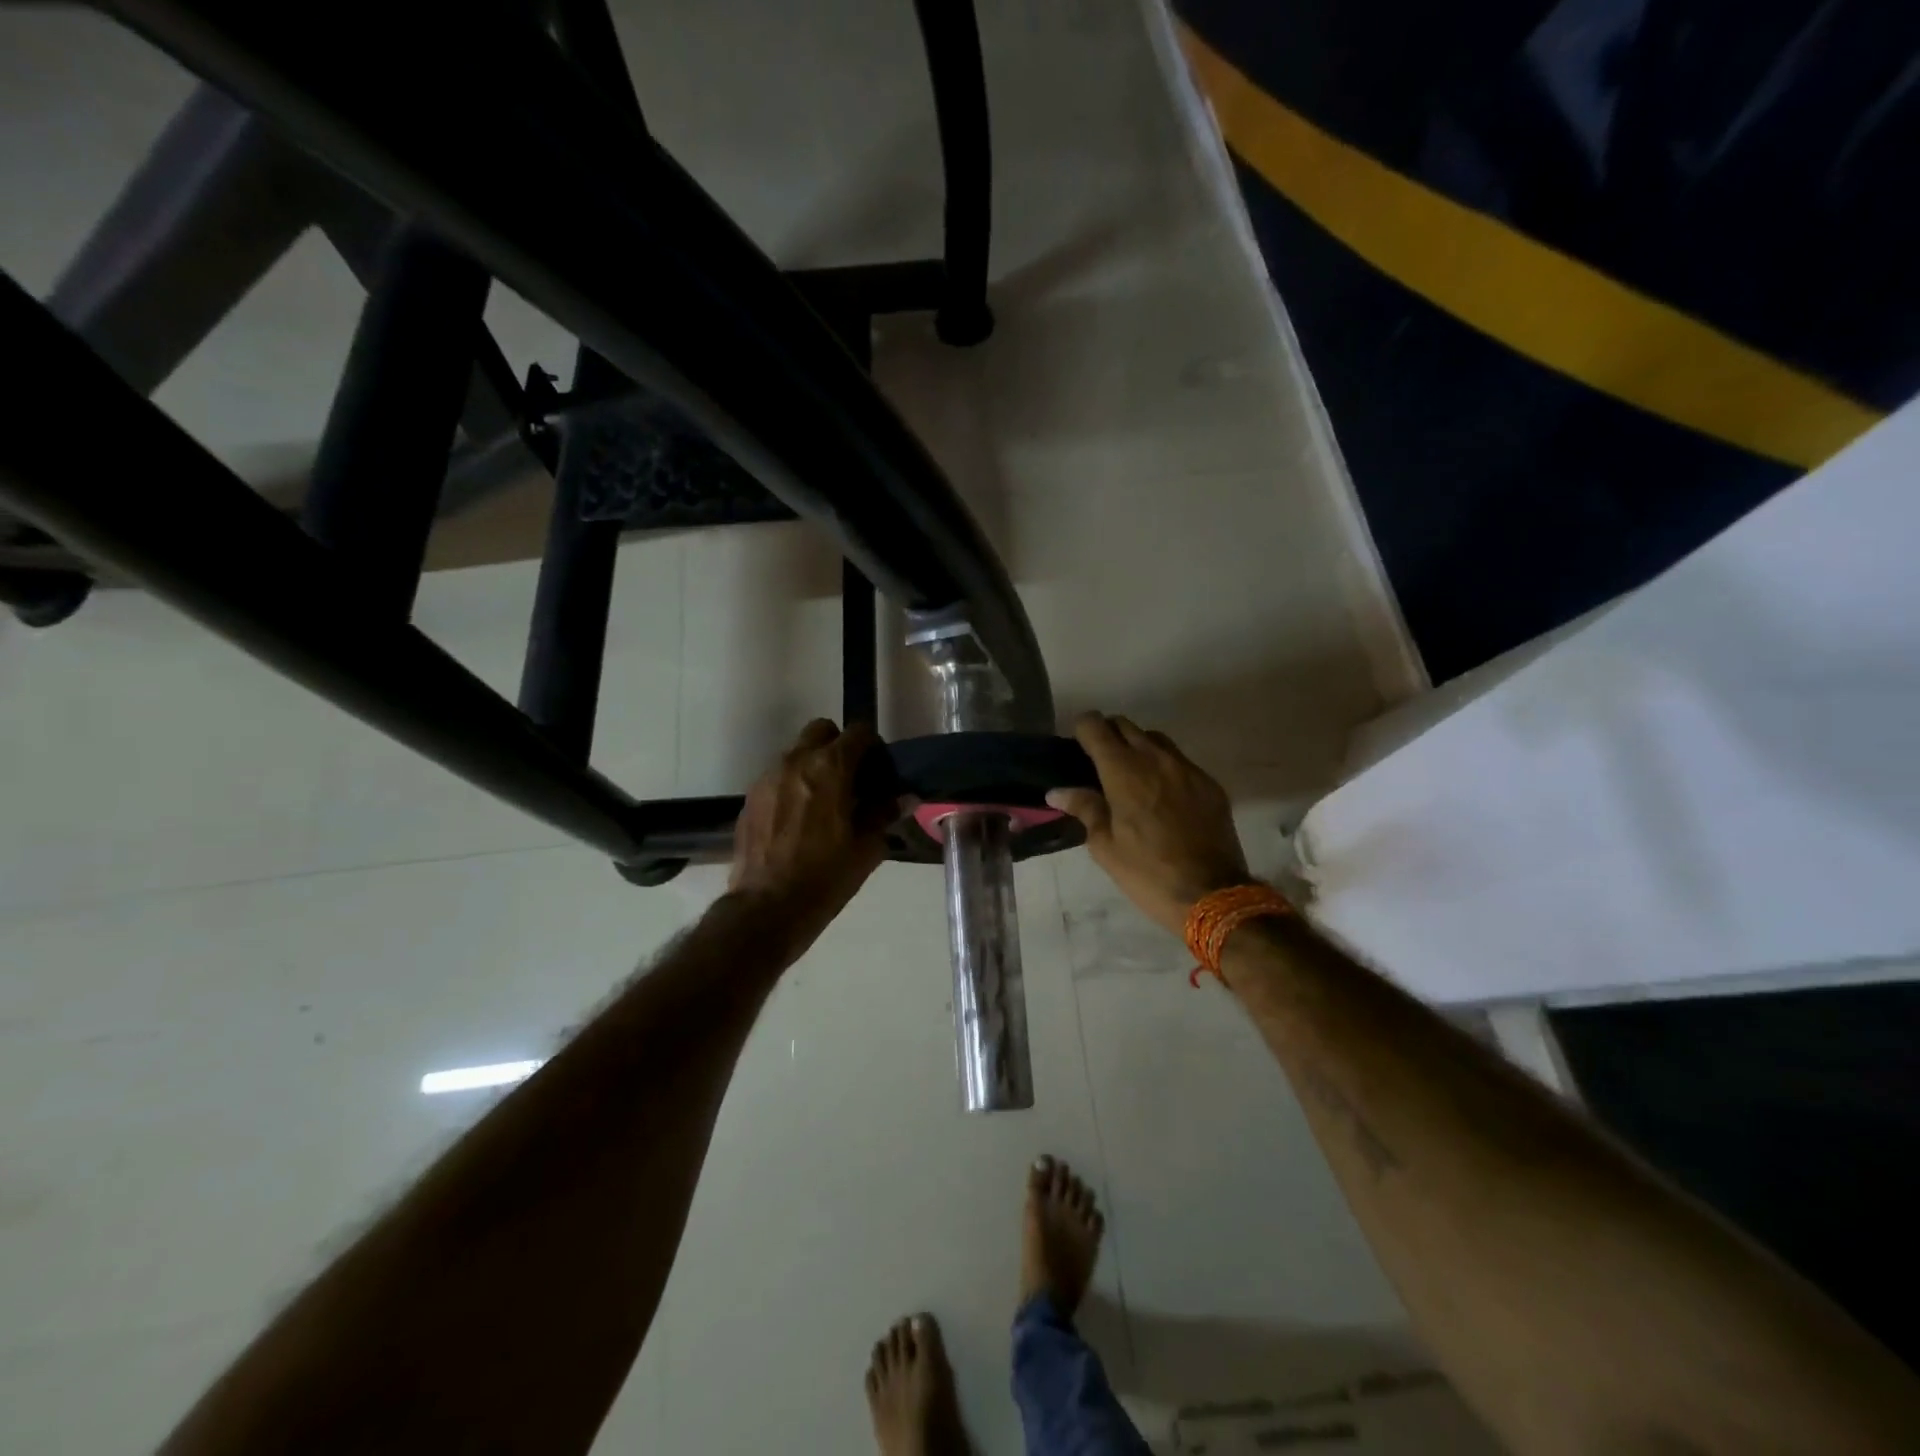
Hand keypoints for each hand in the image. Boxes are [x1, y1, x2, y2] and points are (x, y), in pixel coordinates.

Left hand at [730, 720, 891, 937]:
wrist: (767, 908)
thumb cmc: (825, 877)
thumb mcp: (867, 848)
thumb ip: (884, 814)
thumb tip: (905, 798)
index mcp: (831, 767)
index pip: (859, 733)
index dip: (873, 747)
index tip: (878, 770)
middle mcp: (796, 761)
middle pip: (822, 731)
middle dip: (839, 746)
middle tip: (850, 778)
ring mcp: (768, 777)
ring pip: (796, 753)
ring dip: (814, 765)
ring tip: (824, 801)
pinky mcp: (750, 797)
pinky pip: (777, 777)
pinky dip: (792, 786)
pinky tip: (799, 819)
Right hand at [1047, 713, 1251, 937]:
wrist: (1212, 894)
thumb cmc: (1147, 873)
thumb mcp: (1105, 846)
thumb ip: (1084, 809)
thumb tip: (1058, 792)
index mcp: (1123, 771)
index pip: (1095, 726)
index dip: (1081, 729)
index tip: (1077, 746)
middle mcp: (1155, 758)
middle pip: (1125, 725)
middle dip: (1108, 735)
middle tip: (1099, 762)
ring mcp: (1187, 768)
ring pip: (1155, 739)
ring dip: (1138, 747)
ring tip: (1132, 776)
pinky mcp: (1209, 784)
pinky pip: (1180, 761)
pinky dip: (1164, 767)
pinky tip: (1162, 796)